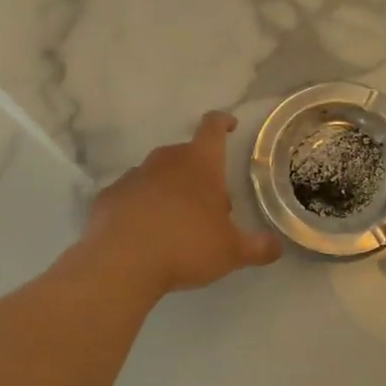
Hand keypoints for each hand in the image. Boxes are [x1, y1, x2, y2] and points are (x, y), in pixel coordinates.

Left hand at [78, 111, 280, 298]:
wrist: (121, 262)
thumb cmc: (186, 246)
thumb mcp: (232, 253)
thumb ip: (257, 248)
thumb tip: (276, 247)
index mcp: (200, 164)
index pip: (213, 128)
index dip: (222, 122)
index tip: (229, 125)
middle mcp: (165, 161)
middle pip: (186, 156)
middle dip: (199, 175)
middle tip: (210, 205)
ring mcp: (133, 176)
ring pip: (157, 176)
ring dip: (169, 191)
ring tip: (176, 225)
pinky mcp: (108, 197)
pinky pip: (132, 197)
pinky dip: (140, 208)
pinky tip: (144, 235)